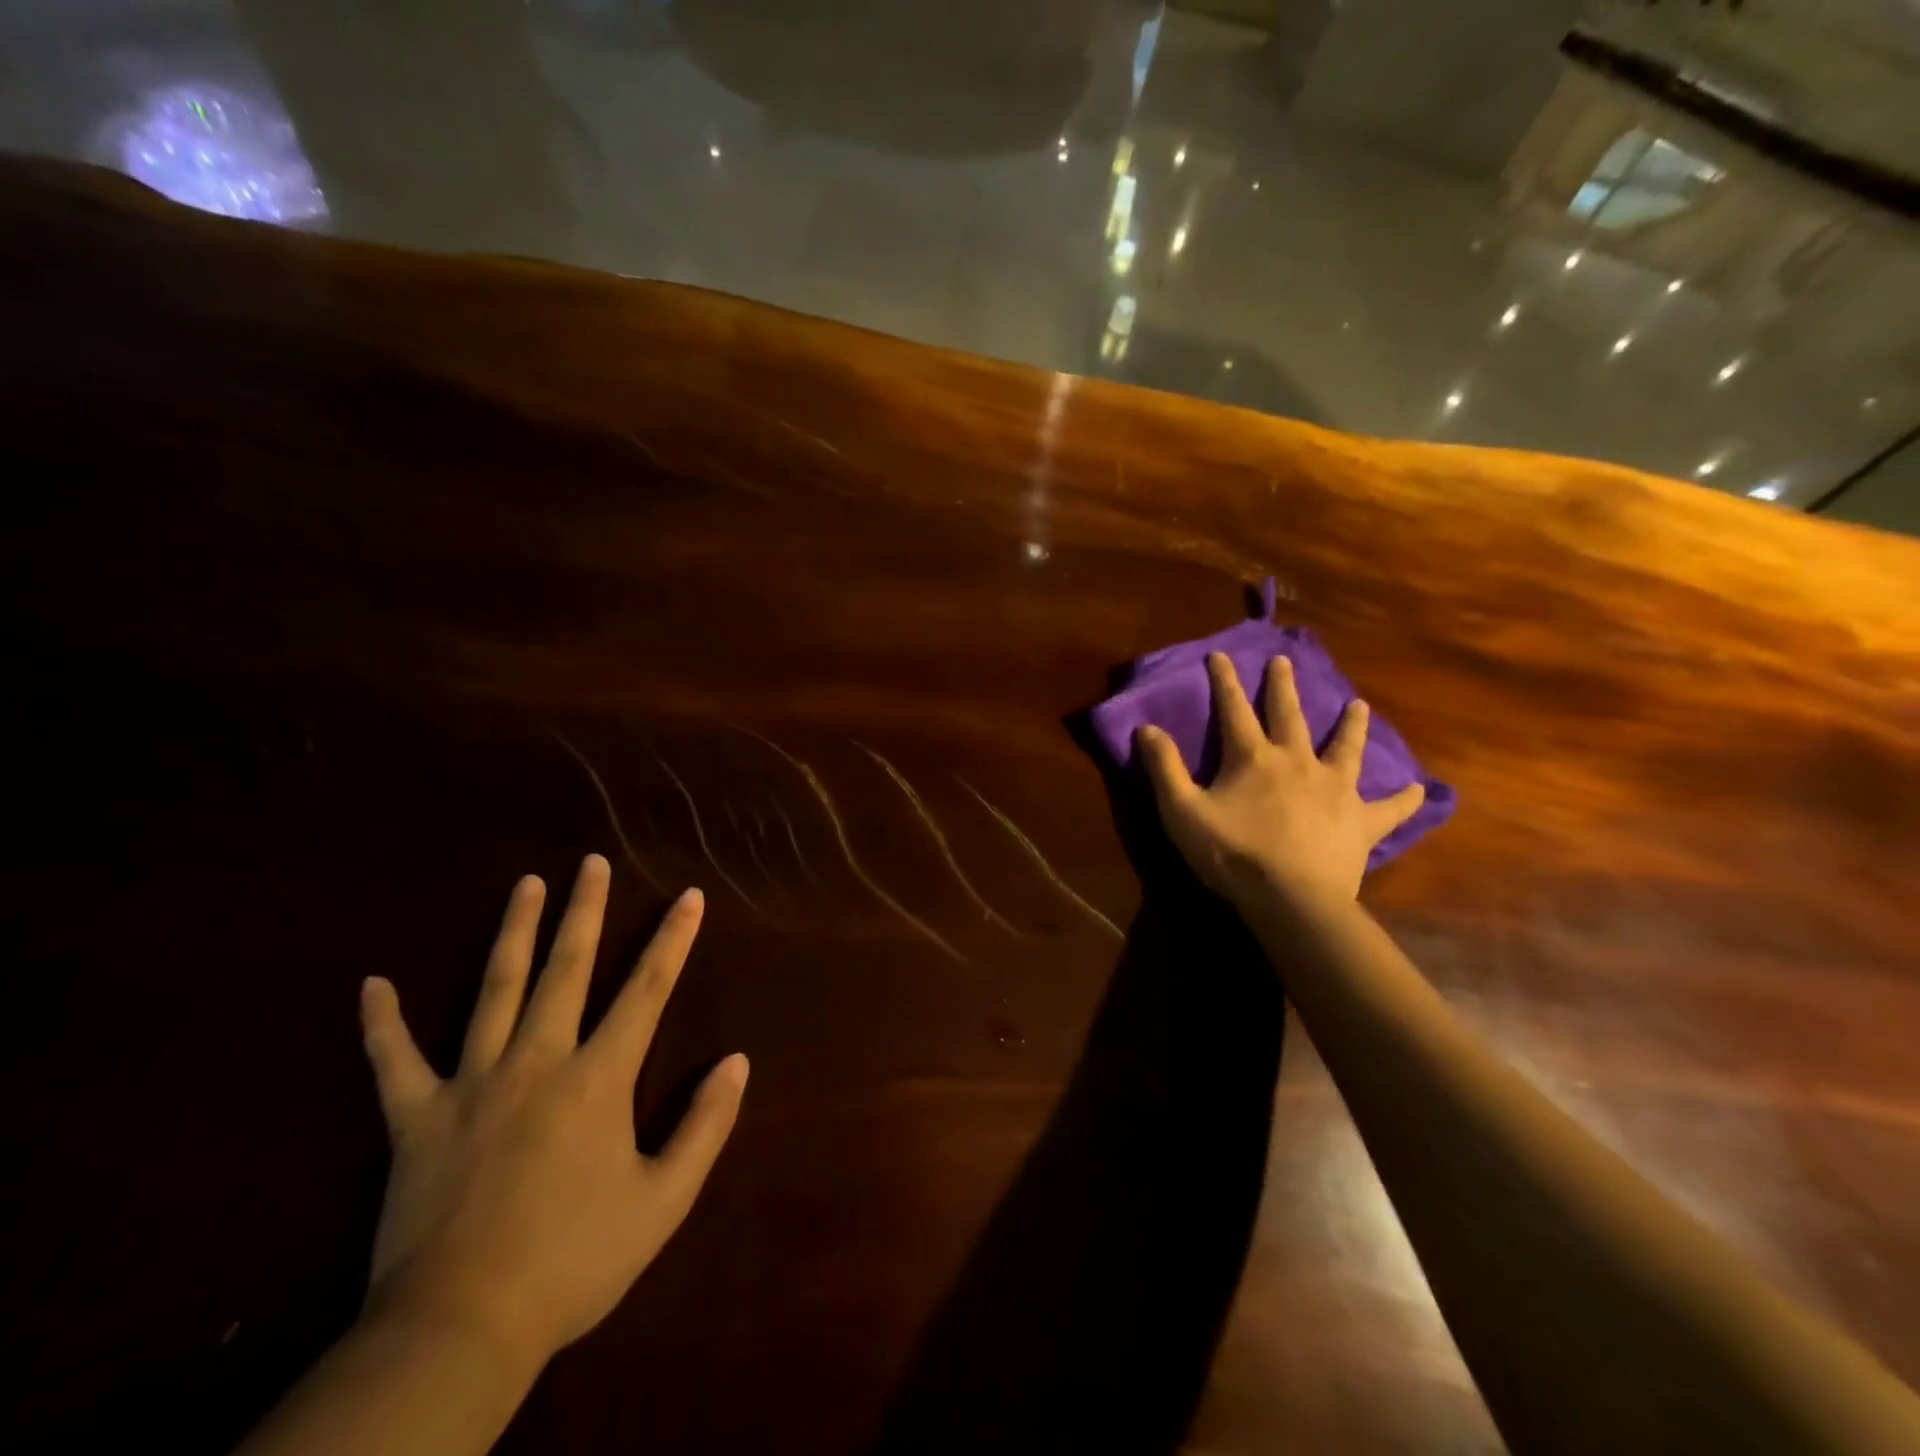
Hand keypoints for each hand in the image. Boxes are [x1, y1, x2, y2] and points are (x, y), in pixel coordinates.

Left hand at [357, 856, 746, 1368]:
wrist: (459, 1332)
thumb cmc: (574, 1262)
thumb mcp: (663, 1200)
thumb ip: (705, 1126)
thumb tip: (737, 1062)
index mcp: (597, 1078)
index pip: (647, 990)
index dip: (673, 939)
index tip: (689, 895)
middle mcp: (537, 1061)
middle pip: (566, 969)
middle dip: (585, 911)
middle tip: (591, 862)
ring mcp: (471, 1085)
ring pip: (493, 991)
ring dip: (513, 933)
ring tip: (525, 885)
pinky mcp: (416, 1120)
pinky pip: (393, 1064)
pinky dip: (381, 1024)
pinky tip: (373, 985)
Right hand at [1136, 652, 1425, 911]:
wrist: (1291, 899)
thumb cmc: (1232, 853)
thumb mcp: (1182, 811)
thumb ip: (1164, 768)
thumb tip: (1146, 728)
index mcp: (1253, 758)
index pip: (1234, 710)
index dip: (1226, 681)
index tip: (1221, 654)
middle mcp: (1297, 762)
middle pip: (1290, 716)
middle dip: (1283, 687)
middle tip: (1284, 661)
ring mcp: (1335, 790)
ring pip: (1345, 749)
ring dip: (1351, 725)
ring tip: (1359, 705)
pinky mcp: (1361, 822)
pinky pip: (1388, 808)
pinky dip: (1402, 799)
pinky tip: (1418, 789)